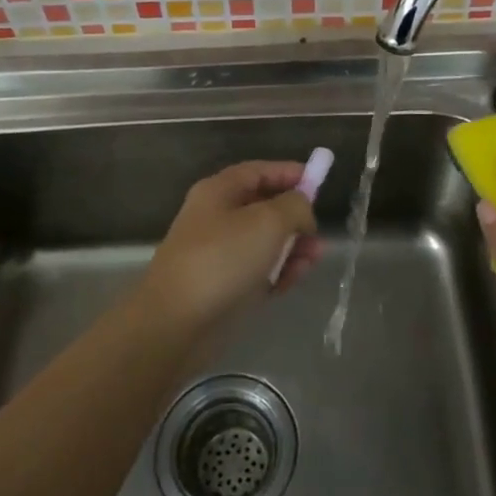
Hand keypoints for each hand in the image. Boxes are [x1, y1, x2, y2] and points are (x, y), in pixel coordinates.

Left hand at [140, 161, 321, 333]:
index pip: (258, 171)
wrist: (176, 324)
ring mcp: (219, 253)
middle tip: (318, 233)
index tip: (319, 182)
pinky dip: (278, 272)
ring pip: (264, 242)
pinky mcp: (224, 286)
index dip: (289, 173)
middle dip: (295, 218)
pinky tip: (294, 280)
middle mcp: (216, 218)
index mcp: (219, 192)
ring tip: (314, 259)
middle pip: (264, 207)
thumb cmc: (223, 260)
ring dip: (292, 247)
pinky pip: (258, 270)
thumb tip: (302, 208)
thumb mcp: (268, 222)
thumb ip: (295, 206)